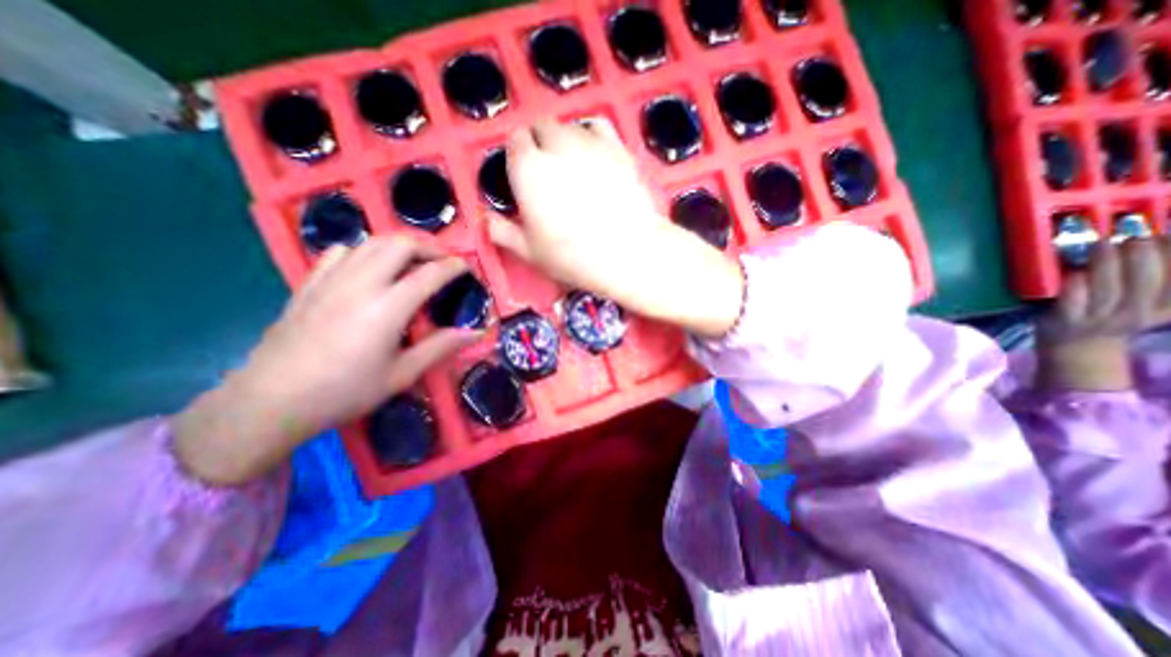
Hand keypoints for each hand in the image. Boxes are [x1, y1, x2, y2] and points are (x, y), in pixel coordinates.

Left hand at [171, 239, 478, 485]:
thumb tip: (477, 332)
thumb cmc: (345, 391)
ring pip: (371, 242)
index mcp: (387, 308)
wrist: (271, 400)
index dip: (455, 266)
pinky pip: (341, 252)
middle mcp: (360, 284)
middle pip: (400, 244)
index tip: (468, 268)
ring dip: (400, 246)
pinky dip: (365, 251)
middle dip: (429, 247)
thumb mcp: (402, 374)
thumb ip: (441, 347)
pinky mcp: (309, 283)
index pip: (430, 273)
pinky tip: (370, 269)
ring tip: (414, 262)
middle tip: (443, 262)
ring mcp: (331, 279)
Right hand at [485, 119, 739, 337]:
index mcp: (528, 168)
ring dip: (564, 139)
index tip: (523, 172)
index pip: (515, 141)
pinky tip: (595, 154)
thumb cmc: (574, 256)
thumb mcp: (530, 252)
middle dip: (539, 142)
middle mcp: (557, 145)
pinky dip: (591, 134)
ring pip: (569, 125)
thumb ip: (502, 232)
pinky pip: (598, 126)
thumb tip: (486, 220)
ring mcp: (591, 143)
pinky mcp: (619, 148)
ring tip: (572, 167)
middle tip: (548, 171)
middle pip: (541, 125)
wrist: (628, 253)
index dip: (517, 154)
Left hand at [1033, 236, 1169, 389]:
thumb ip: (1159, 283)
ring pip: (1109, 288)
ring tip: (1102, 243)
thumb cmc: (1111, 320)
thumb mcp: (1150, 305)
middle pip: (1148, 282)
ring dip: (1106, 264)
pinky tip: (1076, 272)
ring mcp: (1099, 318)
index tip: (1167, 232)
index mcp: (1164, 308)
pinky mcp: (1065, 320)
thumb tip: (1163, 240)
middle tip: (1136, 234)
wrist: (1077, 351)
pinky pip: (1073, 300)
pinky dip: (1075, 285)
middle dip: (1145, 256)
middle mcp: (1136, 313)